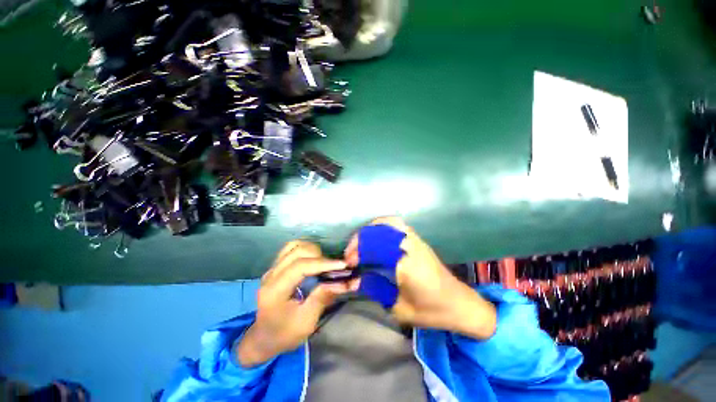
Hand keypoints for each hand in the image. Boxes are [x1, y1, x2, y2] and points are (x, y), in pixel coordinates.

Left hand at [237, 241, 358, 366]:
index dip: (323, 263)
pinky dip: (305, 249)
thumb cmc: (285, 334)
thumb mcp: (306, 322)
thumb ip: (323, 298)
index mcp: (275, 290)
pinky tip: (313, 258)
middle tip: (333, 267)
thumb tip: (344, 282)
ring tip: (324, 262)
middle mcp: (271, 275)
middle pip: (297, 251)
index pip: (300, 266)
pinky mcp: (276, 267)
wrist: (264, 338)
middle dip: (319, 256)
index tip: (342, 265)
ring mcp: (272, 269)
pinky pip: (291, 248)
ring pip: (294, 246)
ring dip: (312, 250)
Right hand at [345, 217, 496, 338]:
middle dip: (361, 238)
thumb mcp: (399, 308)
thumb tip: (357, 278)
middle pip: (380, 231)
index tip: (349, 263)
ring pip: (390, 222)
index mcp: (407, 264)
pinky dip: (383, 226)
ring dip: (371, 229)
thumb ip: (376, 290)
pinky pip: (397, 224)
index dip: (358, 252)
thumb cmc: (432, 311)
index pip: (376, 247)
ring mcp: (416, 240)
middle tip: (351, 252)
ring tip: (361, 241)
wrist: (460, 304)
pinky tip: (376, 237)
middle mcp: (411, 246)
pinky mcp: (419, 240)